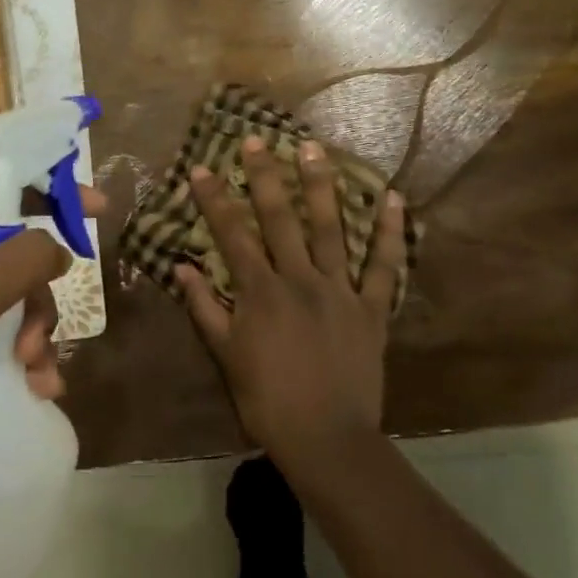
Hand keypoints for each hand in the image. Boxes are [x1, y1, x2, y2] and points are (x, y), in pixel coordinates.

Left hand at [0, 176, 105, 449]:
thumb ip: (25, 258)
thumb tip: (57, 247)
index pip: (6, 183)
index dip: (55, 194)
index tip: (97, 210)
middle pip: (11, 249)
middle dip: (38, 299)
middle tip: (41, 341)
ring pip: (1, 291)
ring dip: (29, 332)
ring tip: (36, 377)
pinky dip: (8, 348)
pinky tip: (29, 386)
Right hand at [176, 137, 405, 461]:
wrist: (326, 438)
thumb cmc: (268, 400)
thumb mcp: (226, 356)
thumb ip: (204, 308)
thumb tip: (182, 268)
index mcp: (261, 292)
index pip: (232, 235)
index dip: (215, 200)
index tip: (201, 168)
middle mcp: (300, 279)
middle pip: (280, 219)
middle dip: (265, 177)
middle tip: (257, 140)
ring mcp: (341, 290)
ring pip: (331, 229)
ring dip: (322, 187)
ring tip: (315, 150)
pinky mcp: (372, 309)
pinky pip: (385, 266)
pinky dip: (392, 233)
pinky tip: (396, 200)